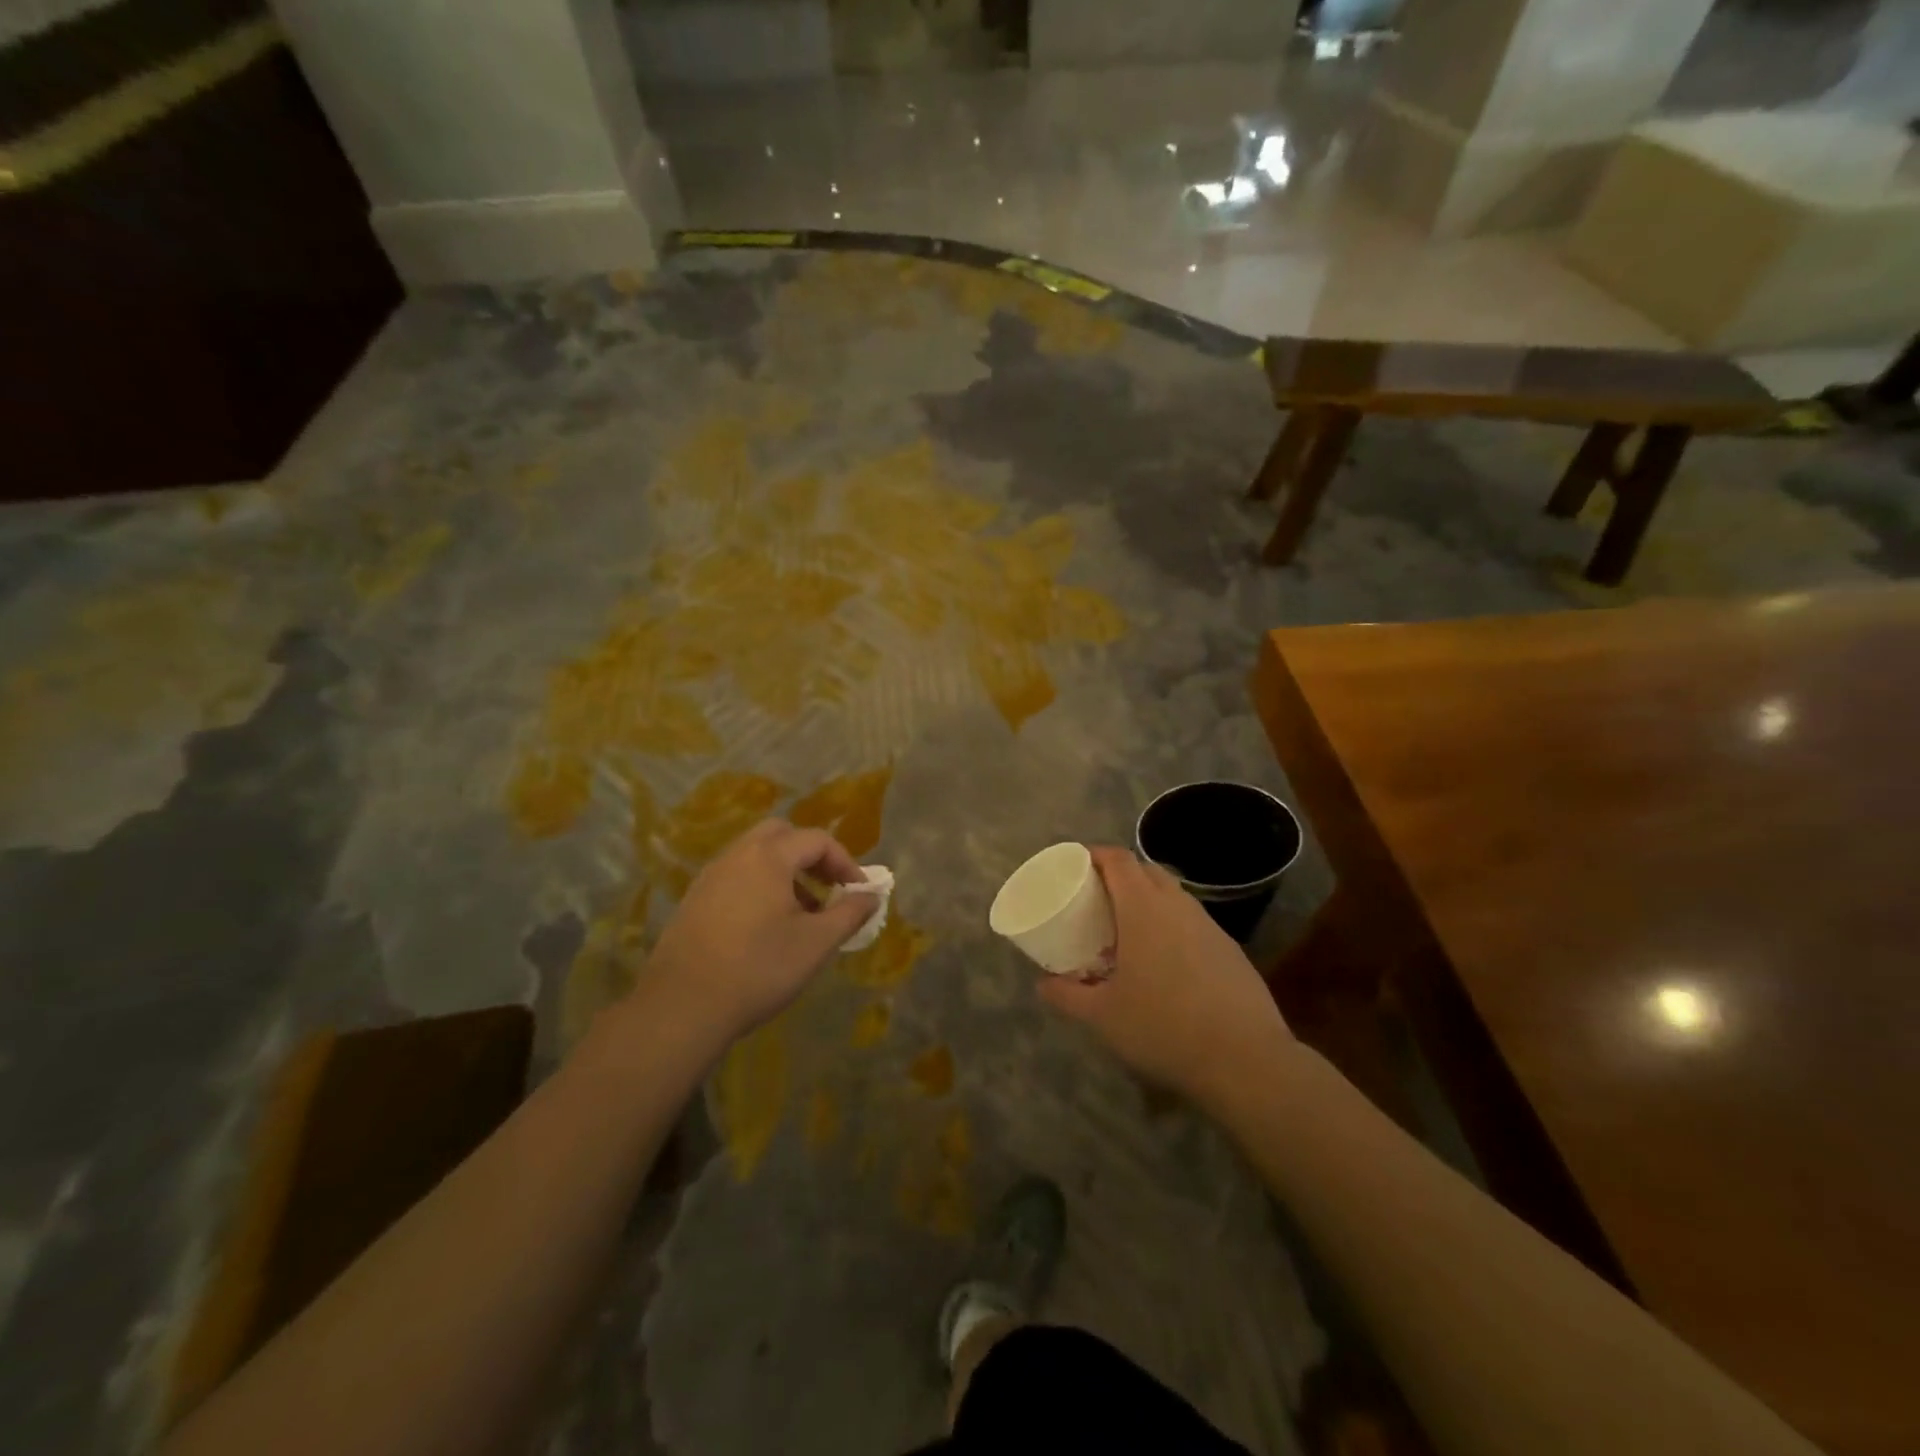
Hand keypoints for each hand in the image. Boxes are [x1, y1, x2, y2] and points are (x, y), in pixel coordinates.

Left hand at [640, 820, 877, 1044]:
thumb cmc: (759, 968)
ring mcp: (710, 876)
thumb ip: (849, 913)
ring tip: (802, 912)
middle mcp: (736, 855)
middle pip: (781, 835)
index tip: (859, 892)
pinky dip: (760, 886)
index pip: (817, 840)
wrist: (682, 1007)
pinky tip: (766, 927)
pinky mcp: (694, 900)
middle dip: (811, 857)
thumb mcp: (816, 943)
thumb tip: (871, 896)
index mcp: (768, 857)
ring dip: (785, 872)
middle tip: (828, 888)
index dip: (846, 862)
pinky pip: (736, 876)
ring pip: (756, 856)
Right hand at [1039, 847, 1292, 1099]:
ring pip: (1173, 895)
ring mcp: (1209, 926)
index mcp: (1143, 908)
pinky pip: (1193, 921)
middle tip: (1097, 898)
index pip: (1118, 859)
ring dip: (1149, 899)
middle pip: (1146, 870)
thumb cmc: (1163, 1027)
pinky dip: (1172, 925)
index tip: (1076, 864)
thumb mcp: (1102, 1016)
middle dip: (1120, 875)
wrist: (1246, 1060)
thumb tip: (1043, 984)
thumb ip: (1067, 995)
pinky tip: (1165, 962)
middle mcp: (1178, 906)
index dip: (1095, 855)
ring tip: (1128, 929)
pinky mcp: (1230, 949)